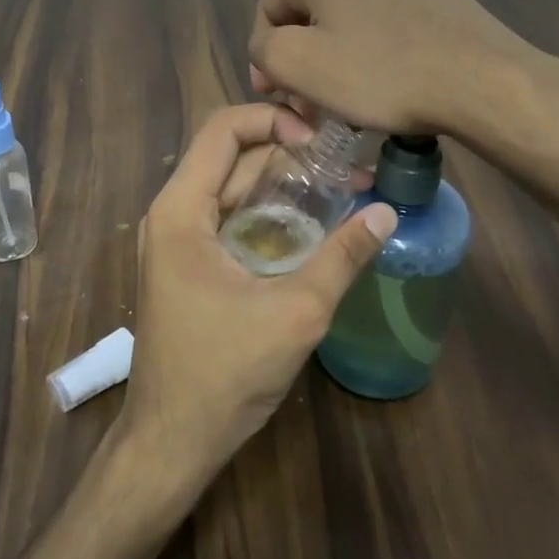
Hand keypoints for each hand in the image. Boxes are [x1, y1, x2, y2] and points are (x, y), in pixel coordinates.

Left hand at [119, 103, 396, 481]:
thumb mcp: (295, 313)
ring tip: (343, 186)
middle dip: (289, 152)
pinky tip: (314, 225)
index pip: (223, 130)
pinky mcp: (189, 266)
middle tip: (347, 160)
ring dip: (283, 185)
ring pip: (233, 190)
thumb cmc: (225, 373)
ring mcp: (177, 242)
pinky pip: (230, 220)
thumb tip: (386, 212)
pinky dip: (269, 214)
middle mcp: (172, 215)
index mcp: (181, 211)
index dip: (274, 119)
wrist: (172, 440)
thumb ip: (341, 258)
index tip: (322, 140)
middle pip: (231, 158)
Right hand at [249, 0, 552, 135]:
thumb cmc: (379, 74)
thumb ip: (263, 49)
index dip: (263, 53)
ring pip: (357, 20)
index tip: (276, 94)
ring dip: (344, 56)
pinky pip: (397, 27)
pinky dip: (384, 53)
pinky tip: (398, 85)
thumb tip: (269, 46)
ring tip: (356, 99)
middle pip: (315, 14)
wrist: (480, 80)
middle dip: (305, 57)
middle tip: (312, 102)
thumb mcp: (297, 65)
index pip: (269, 8)